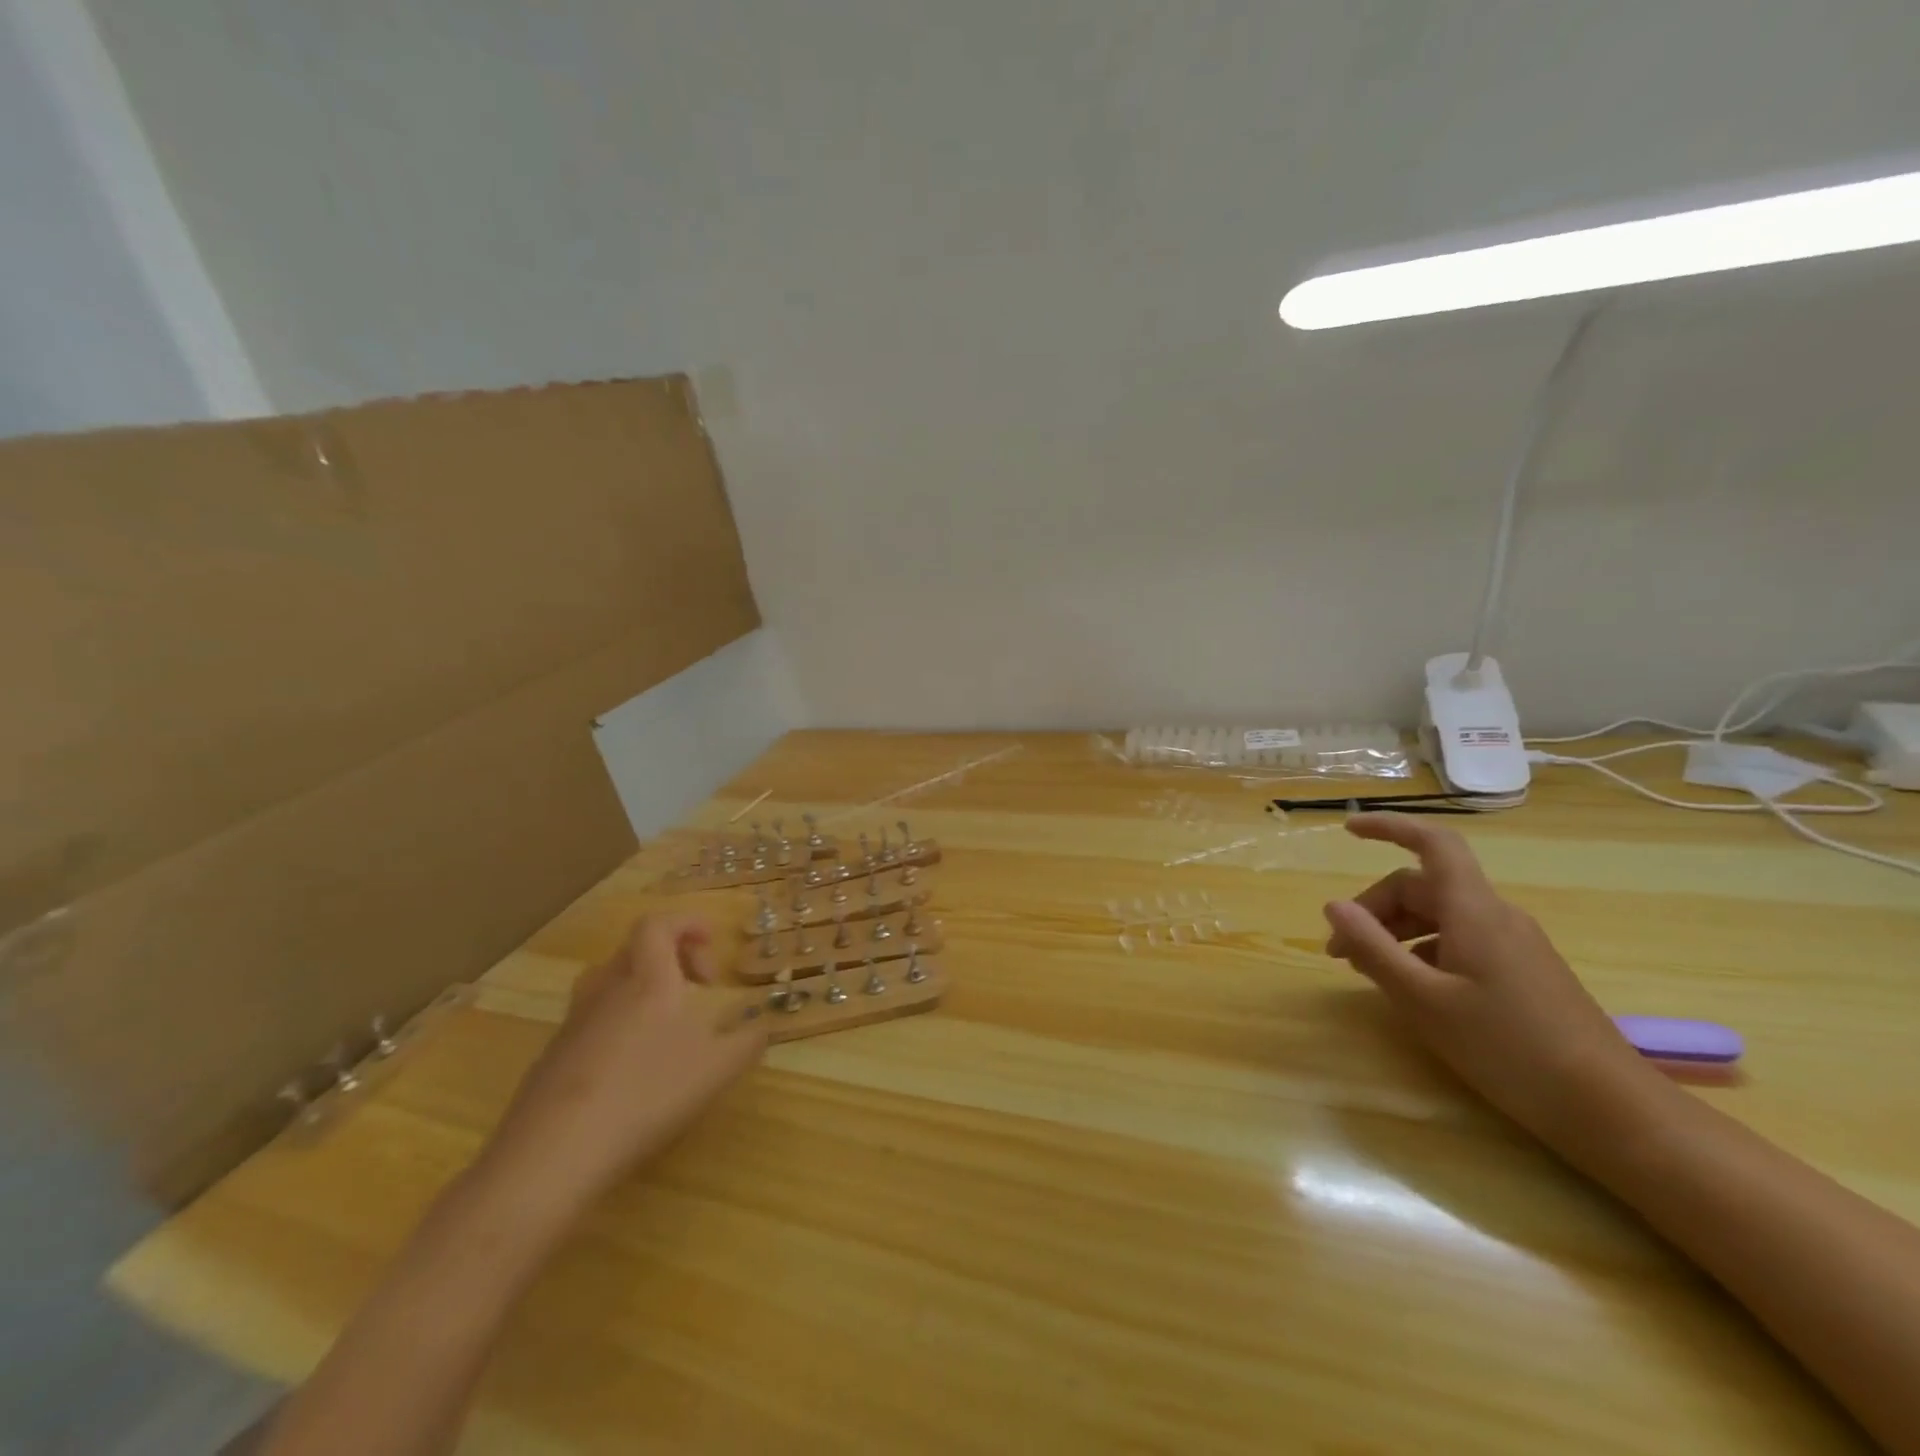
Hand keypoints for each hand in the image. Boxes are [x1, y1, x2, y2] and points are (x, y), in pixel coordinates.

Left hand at [478, 913, 766, 1215]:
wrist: (551, 1155)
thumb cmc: (645, 1094)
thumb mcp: (716, 1070)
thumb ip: (747, 1043)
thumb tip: (761, 1028)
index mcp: (647, 979)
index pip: (658, 924)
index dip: (686, 922)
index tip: (713, 940)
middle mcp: (606, 990)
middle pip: (634, 950)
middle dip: (672, 957)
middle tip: (699, 986)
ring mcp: (573, 1024)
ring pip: (609, 984)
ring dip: (642, 989)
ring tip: (667, 1024)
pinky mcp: (551, 1059)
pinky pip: (592, 1021)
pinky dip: (619, 1025)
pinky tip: (632, 1070)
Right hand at [1323, 813, 1661, 1147]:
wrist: (1610, 1109)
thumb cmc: (1508, 1047)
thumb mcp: (1424, 1000)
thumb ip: (1374, 948)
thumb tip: (1333, 906)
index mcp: (1473, 910)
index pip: (1431, 843)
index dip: (1389, 827)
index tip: (1347, 831)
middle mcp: (1495, 915)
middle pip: (1422, 887)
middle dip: (1374, 909)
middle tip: (1340, 952)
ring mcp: (1513, 943)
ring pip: (1439, 916)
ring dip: (1395, 932)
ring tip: (1367, 971)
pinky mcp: (1523, 971)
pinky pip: (1460, 941)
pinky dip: (1423, 951)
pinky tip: (1413, 989)